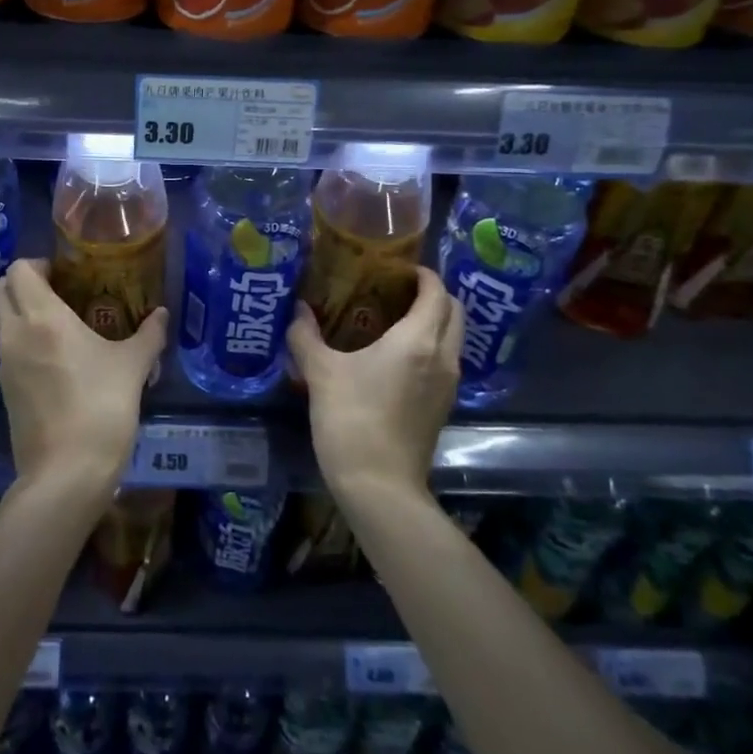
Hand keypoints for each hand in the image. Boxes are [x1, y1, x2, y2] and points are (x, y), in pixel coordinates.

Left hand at [0, 258, 167, 497]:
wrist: (66, 472)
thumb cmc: (101, 407)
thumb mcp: (133, 367)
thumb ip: (149, 335)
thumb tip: (161, 314)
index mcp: (41, 317)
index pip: (18, 269)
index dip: (38, 264)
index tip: (65, 274)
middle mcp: (14, 334)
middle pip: (1, 290)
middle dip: (25, 284)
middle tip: (61, 293)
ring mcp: (4, 364)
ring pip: (3, 322)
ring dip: (24, 314)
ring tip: (64, 327)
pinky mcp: (5, 391)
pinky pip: (9, 351)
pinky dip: (25, 343)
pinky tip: (58, 361)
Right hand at [290, 266, 462, 503]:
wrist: (379, 485)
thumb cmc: (351, 418)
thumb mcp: (320, 372)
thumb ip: (305, 334)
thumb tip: (297, 309)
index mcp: (418, 340)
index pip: (436, 291)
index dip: (422, 274)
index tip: (397, 268)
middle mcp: (443, 356)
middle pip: (454, 311)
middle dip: (433, 294)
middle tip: (397, 288)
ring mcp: (448, 384)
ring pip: (453, 337)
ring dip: (434, 321)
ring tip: (394, 318)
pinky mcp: (443, 406)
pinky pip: (445, 361)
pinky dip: (430, 346)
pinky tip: (396, 355)